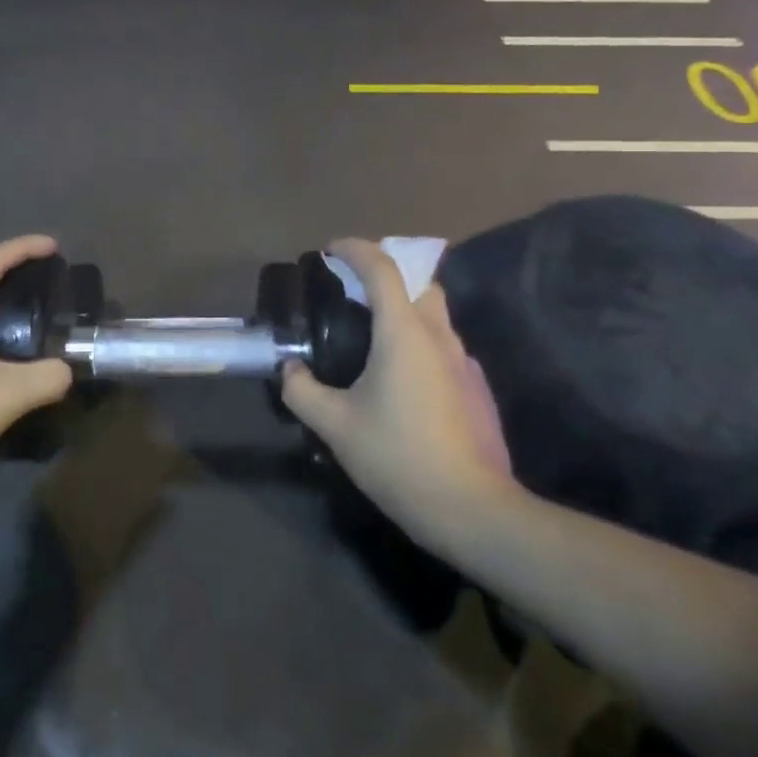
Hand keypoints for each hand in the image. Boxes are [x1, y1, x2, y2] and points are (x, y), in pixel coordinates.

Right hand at [282, 238, 519, 547]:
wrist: (466, 506)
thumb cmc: (396, 456)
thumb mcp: (334, 425)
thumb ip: (302, 390)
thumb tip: (288, 370)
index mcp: (403, 332)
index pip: (381, 269)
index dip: (354, 250)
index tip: (329, 250)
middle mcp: (436, 334)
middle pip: (417, 280)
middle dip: (384, 272)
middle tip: (349, 288)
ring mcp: (459, 358)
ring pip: (433, 308)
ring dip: (402, 301)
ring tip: (366, 326)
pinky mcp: (469, 382)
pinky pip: (439, 337)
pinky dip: (415, 330)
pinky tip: (393, 367)